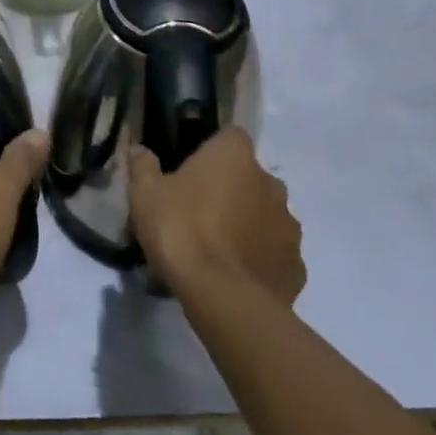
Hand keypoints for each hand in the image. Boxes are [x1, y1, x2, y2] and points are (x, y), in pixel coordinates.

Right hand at [128, 130, 304, 303]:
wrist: (223, 298)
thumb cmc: (181, 230)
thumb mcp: (145, 194)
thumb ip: (143, 166)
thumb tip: (139, 150)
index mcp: (235, 156)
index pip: (230, 136)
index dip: (213, 150)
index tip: (193, 169)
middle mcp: (270, 183)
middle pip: (251, 176)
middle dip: (233, 188)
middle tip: (201, 210)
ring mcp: (289, 226)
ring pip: (268, 215)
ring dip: (250, 223)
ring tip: (220, 247)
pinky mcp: (296, 266)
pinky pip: (276, 254)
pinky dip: (261, 259)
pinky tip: (237, 274)